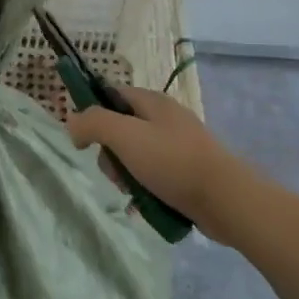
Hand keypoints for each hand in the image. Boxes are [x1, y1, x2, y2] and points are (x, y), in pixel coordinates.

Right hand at [65, 87, 251, 242]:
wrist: (226, 199)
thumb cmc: (172, 161)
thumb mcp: (125, 136)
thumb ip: (94, 123)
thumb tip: (72, 123)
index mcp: (152, 102)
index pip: (111, 94)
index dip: (93, 111)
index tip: (84, 139)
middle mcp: (166, 118)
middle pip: (121, 129)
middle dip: (110, 154)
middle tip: (116, 173)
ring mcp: (179, 146)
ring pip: (136, 156)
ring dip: (126, 176)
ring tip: (133, 193)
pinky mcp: (188, 172)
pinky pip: (155, 176)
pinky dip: (146, 189)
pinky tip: (145, 204)